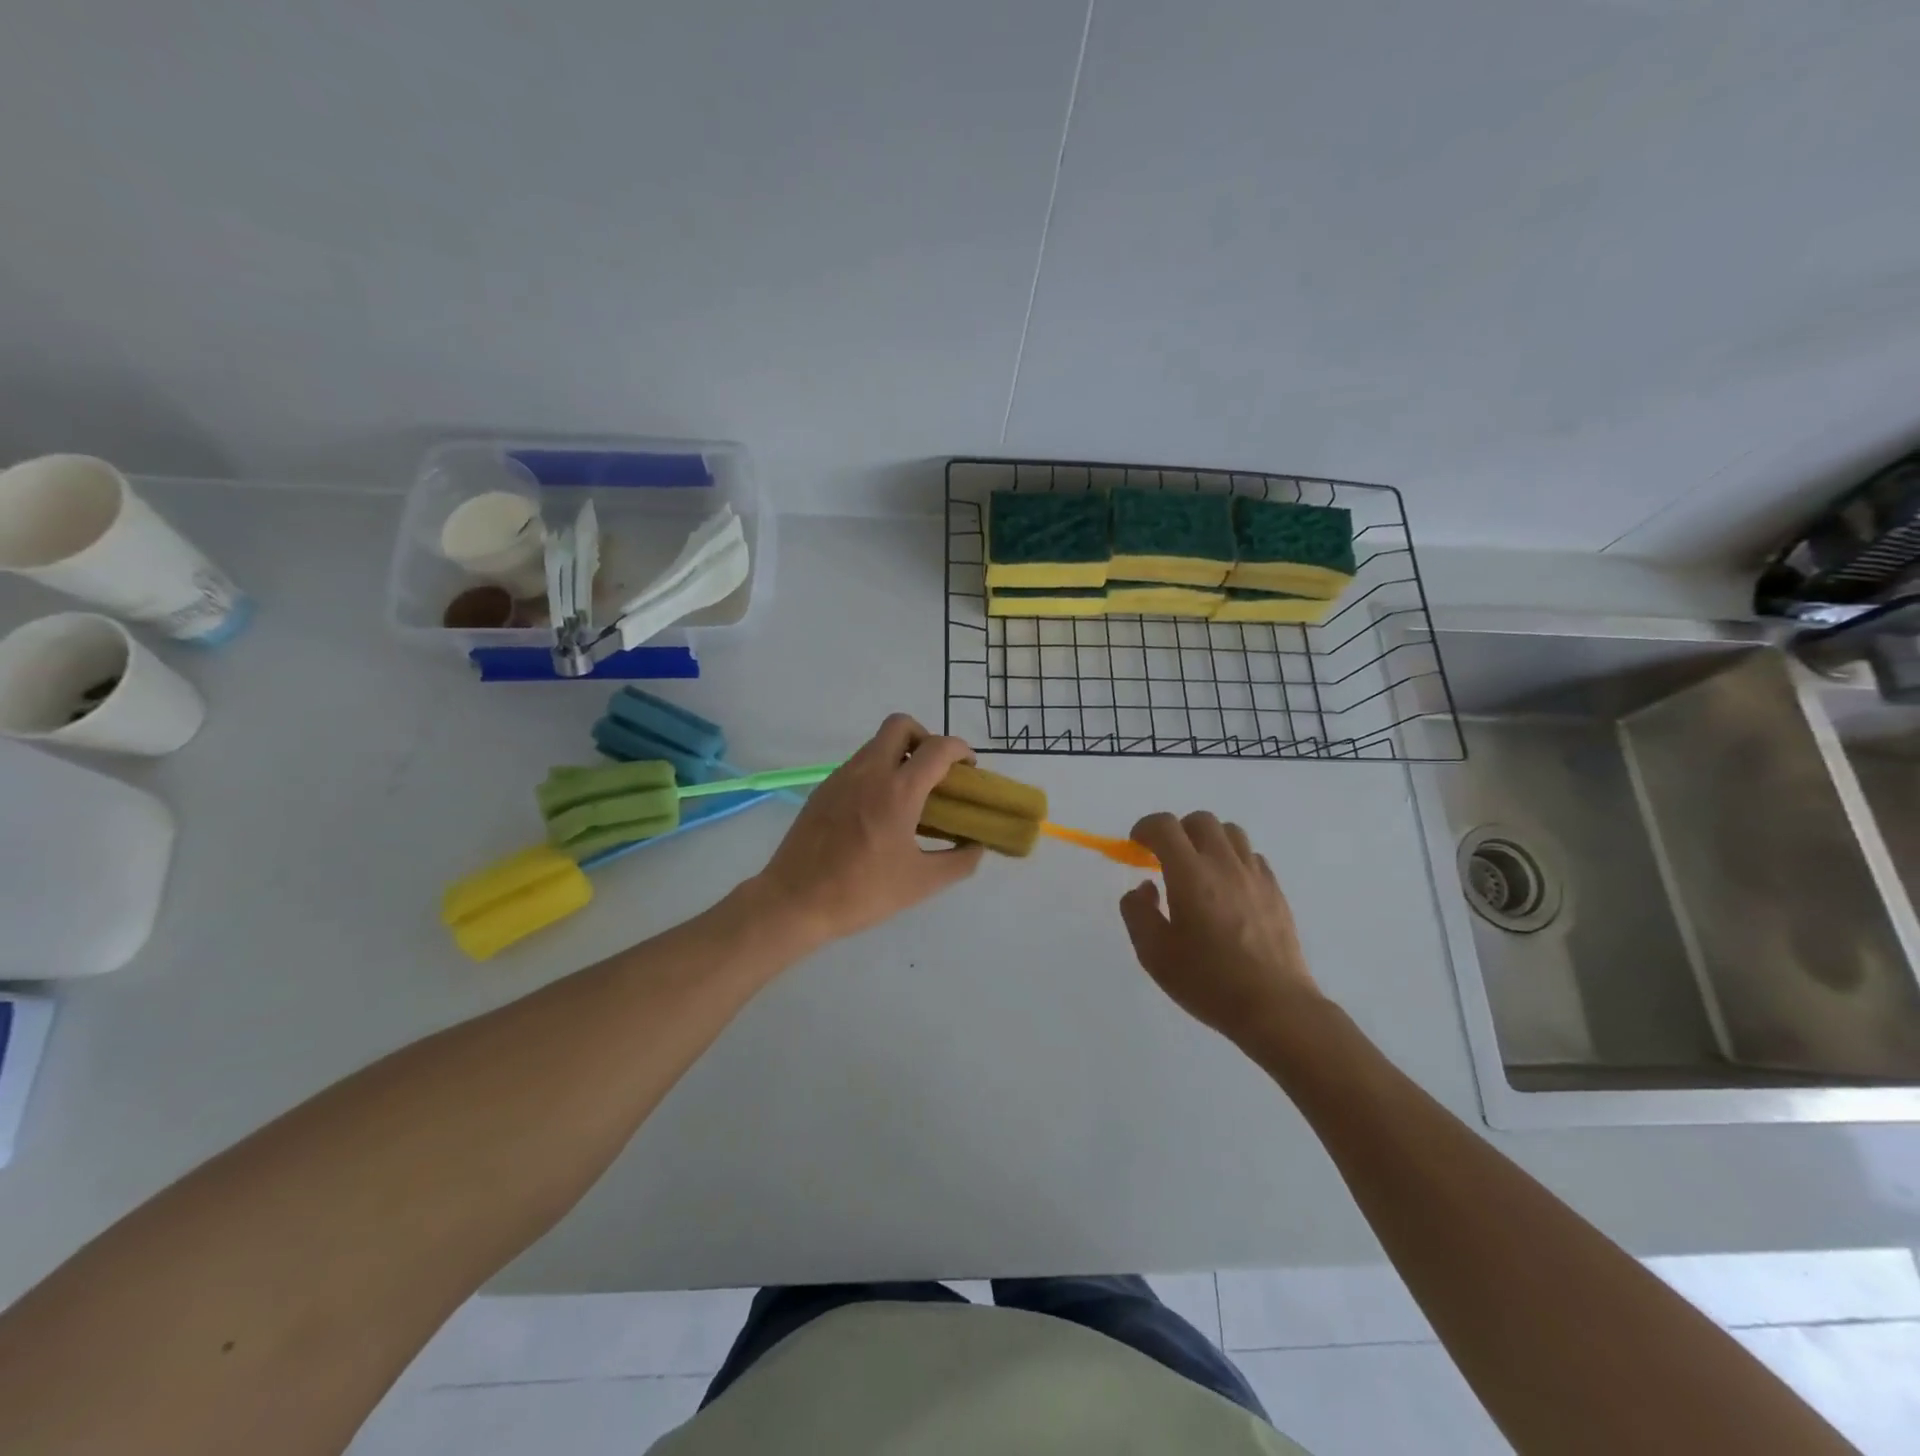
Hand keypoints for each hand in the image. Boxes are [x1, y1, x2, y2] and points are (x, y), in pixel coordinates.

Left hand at [754, 714, 984, 942]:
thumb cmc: (861, 892)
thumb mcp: (921, 883)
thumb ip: (959, 862)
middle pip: (901, 725)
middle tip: (934, 772)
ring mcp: (841, 777)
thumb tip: (975, 846)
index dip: (960, 750)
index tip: (968, 770)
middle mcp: (869, 772)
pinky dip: (877, 772)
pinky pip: (858, 764)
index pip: (937, 748)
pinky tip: (878, 811)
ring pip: (876, 743)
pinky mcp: (824, 789)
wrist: (794, 901)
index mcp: (897, 791)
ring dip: (900, 755)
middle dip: (925, 739)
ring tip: (909, 796)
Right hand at [1119, 811, 1321, 1043]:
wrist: (1275, 1007)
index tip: (1136, 846)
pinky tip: (1227, 889)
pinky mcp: (1275, 891)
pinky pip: (1251, 857)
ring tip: (1198, 869)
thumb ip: (1138, 912)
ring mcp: (1255, 875)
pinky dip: (1233, 860)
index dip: (1145, 828)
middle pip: (1200, 820)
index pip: (1165, 826)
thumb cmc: (1208, 981)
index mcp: (1190, 874)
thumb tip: (1144, 887)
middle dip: (1177, 831)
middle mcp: (1224, 864)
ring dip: (1208, 841)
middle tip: (1165, 858)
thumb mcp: (1154, 953)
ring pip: (1230, 833)